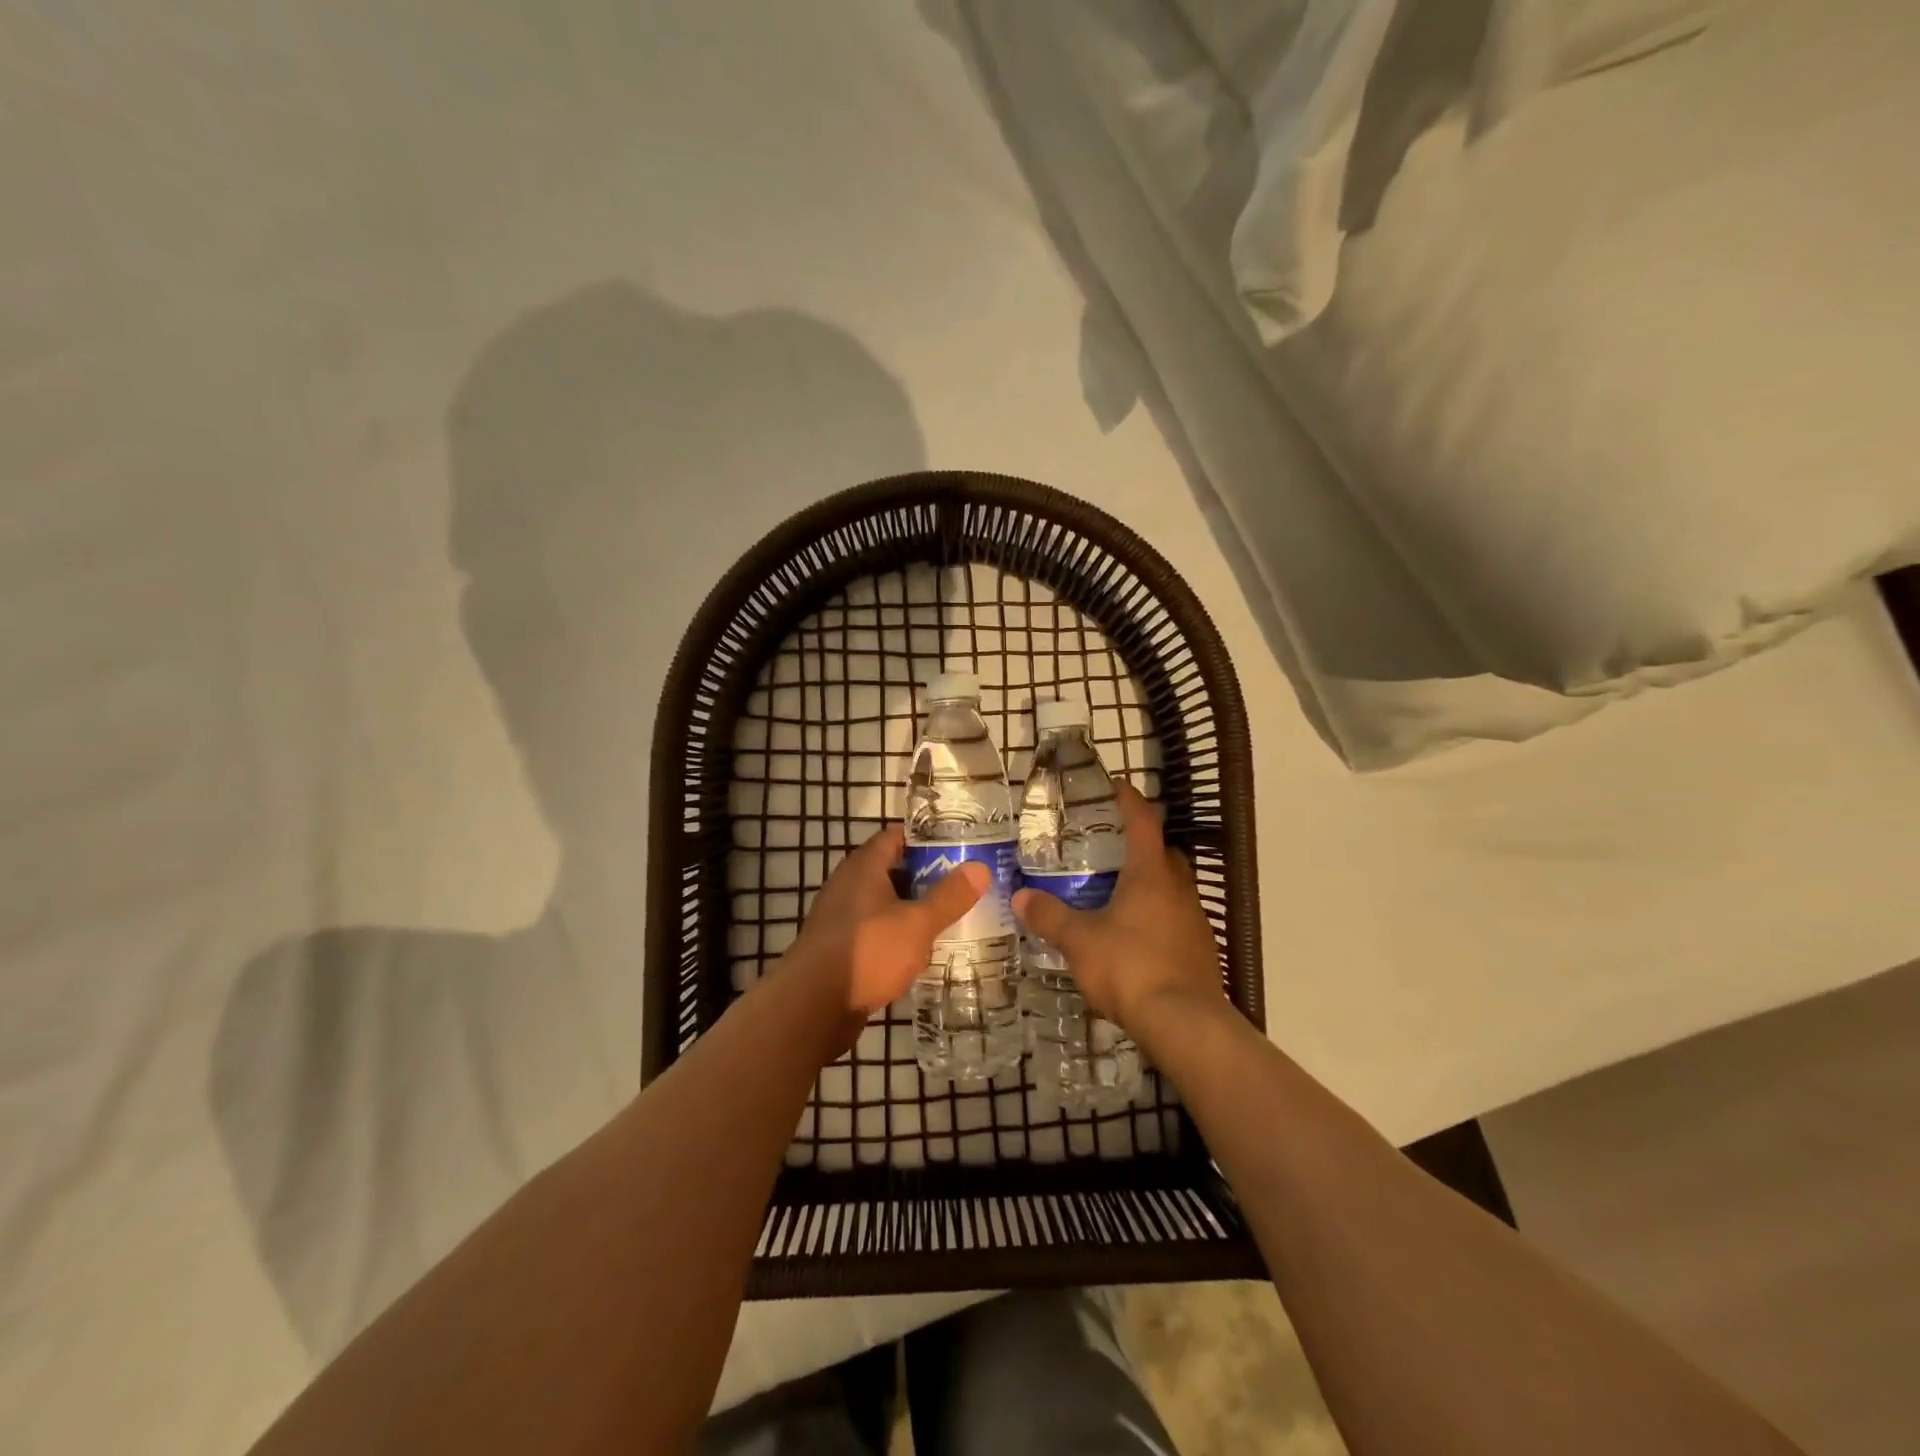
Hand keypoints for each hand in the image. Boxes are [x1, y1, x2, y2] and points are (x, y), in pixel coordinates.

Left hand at [790, 825, 987, 1017]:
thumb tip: (980, 868)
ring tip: (952, 916)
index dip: (927, 838)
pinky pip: (877, 930)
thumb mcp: (917, 923)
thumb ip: (949, 896)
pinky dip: (899, 934)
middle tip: (965, 883)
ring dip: (914, 908)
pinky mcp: (841, 948)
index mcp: (864, 866)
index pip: (897, 836)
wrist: (812, 1007)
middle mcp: (849, 885)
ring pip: (886, 903)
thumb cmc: (868, 952)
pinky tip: (923, 950)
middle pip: (893, 869)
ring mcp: (842, 917)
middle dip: (927, 876)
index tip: (960, 846)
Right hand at [1012, 781, 1226, 1040]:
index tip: (1116, 786)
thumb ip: (1049, 916)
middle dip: (1141, 845)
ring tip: (1117, 893)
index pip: (1143, 822)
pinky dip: (1157, 916)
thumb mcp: (1080, 941)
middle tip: (1110, 847)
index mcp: (1151, 874)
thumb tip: (1019, 897)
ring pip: (1173, 887)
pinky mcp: (1200, 950)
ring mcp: (1194, 920)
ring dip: (1151, 883)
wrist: (1185, 1023)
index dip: (1129, 801)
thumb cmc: (1130, 967)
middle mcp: (1179, 889)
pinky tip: (1135, 936)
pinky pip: (1177, 919)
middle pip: (1163, 853)